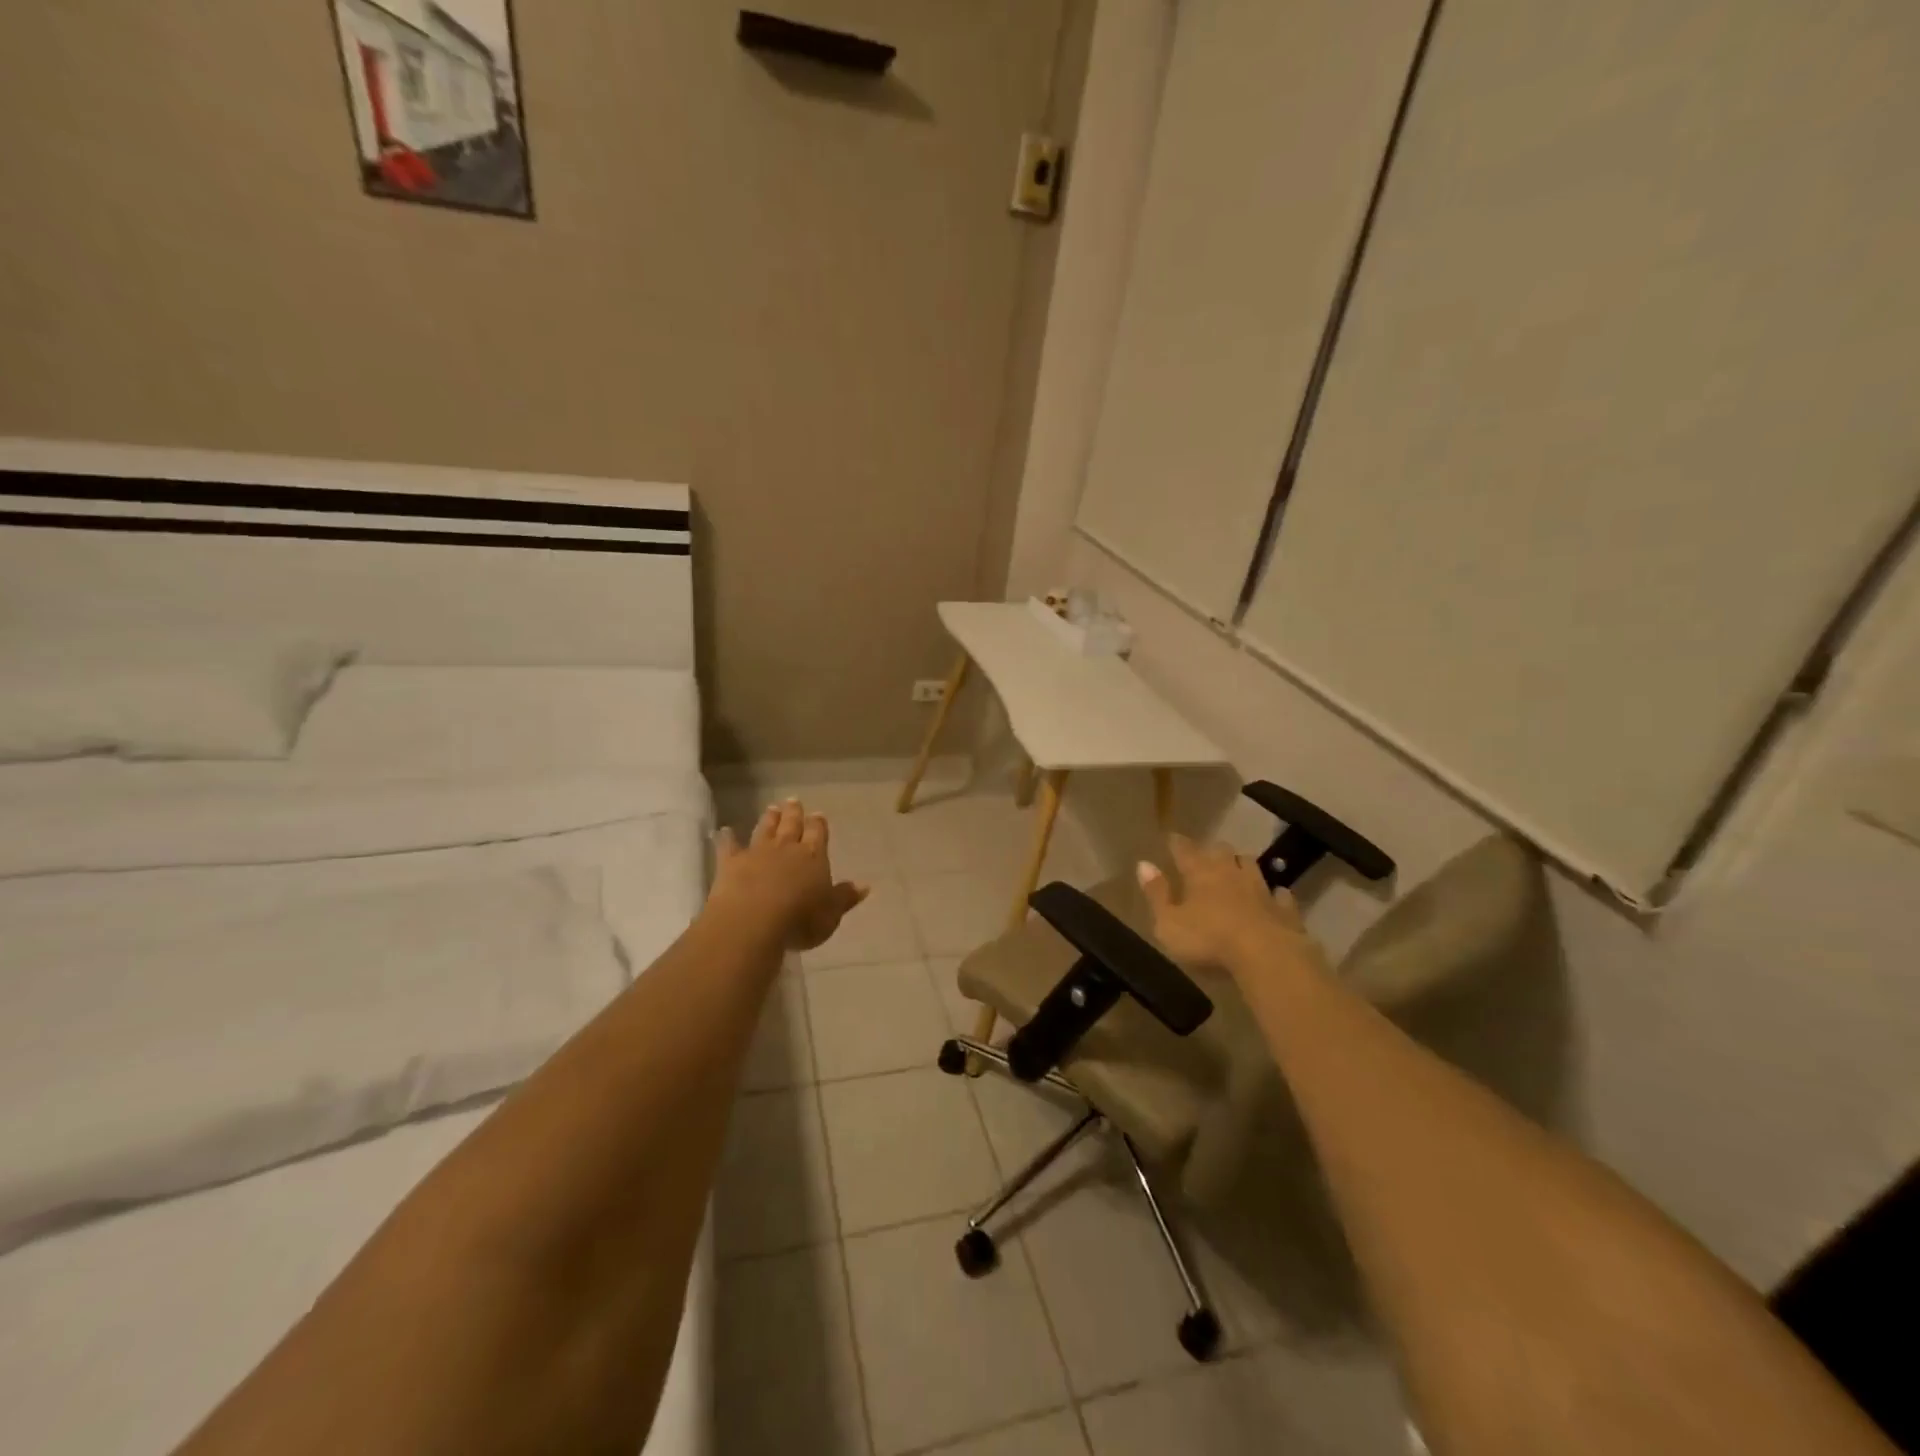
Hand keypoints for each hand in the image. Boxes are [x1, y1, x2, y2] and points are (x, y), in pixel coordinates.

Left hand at [710, 799, 869, 950]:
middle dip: (794, 813)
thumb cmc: (800, 920)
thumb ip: (845, 897)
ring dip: (769, 819)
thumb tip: (865, 885)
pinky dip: (727, 838)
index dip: (818, 824)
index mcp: (814, 856)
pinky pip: (729, 846)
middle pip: (792, 825)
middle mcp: (787, 848)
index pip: (818, 833)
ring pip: (765, 830)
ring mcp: (757, 852)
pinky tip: (724, 831)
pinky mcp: (731, 863)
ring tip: (772, 808)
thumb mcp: (831, 914)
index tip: (817, 814)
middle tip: (793, 801)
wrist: (753, 920)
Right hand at [1136, 833, 1309, 973]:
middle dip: (1212, 850)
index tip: (1171, 838)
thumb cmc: (1208, 940)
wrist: (1267, 956)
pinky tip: (1275, 895)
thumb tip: (1143, 864)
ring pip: (1251, 866)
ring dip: (1242, 865)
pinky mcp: (1285, 909)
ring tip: (1237, 868)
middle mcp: (1230, 873)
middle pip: (1221, 851)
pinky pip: (1280, 895)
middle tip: (1205, 854)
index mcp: (1199, 873)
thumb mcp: (1169, 923)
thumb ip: (1156, 893)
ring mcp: (1261, 889)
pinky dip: (1275, 893)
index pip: (1184, 850)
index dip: (1177, 843)